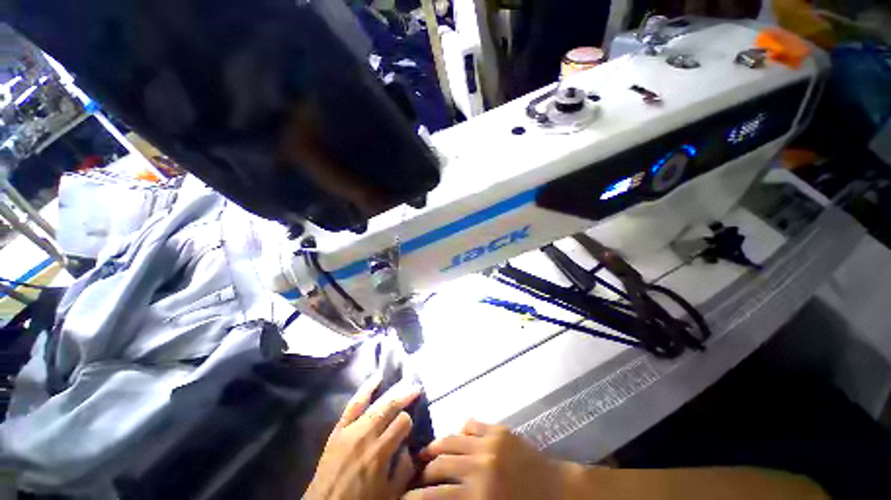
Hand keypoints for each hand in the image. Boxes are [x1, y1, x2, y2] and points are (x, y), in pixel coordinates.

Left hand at [304, 372, 421, 499]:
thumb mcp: (390, 494)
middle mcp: (366, 435)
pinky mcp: (338, 429)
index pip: (402, 422)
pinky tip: (376, 378)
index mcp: (380, 453)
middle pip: (390, 407)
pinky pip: (353, 404)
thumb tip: (409, 447)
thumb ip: (404, 469)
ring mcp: (350, 430)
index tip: (410, 426)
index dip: (409, 421)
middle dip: (405, 396)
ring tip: (402, 383)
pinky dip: (366, 389)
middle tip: (416, 389)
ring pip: (374, 402)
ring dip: (391, 391)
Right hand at [405, 420, 579, 499]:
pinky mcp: (499, 430)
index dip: (415, 497)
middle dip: (424, 471)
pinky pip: (472, 423)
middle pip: (440, 465)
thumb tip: (438, 494)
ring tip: (427, 452)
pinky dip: (460, 430)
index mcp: (478, 496)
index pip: (436, 496)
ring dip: (436, 447)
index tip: (403, 497)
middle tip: (417, 475)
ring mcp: (490, 443)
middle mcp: (480, 466)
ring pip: (452, 439)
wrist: (558, 491)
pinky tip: (455, 435)